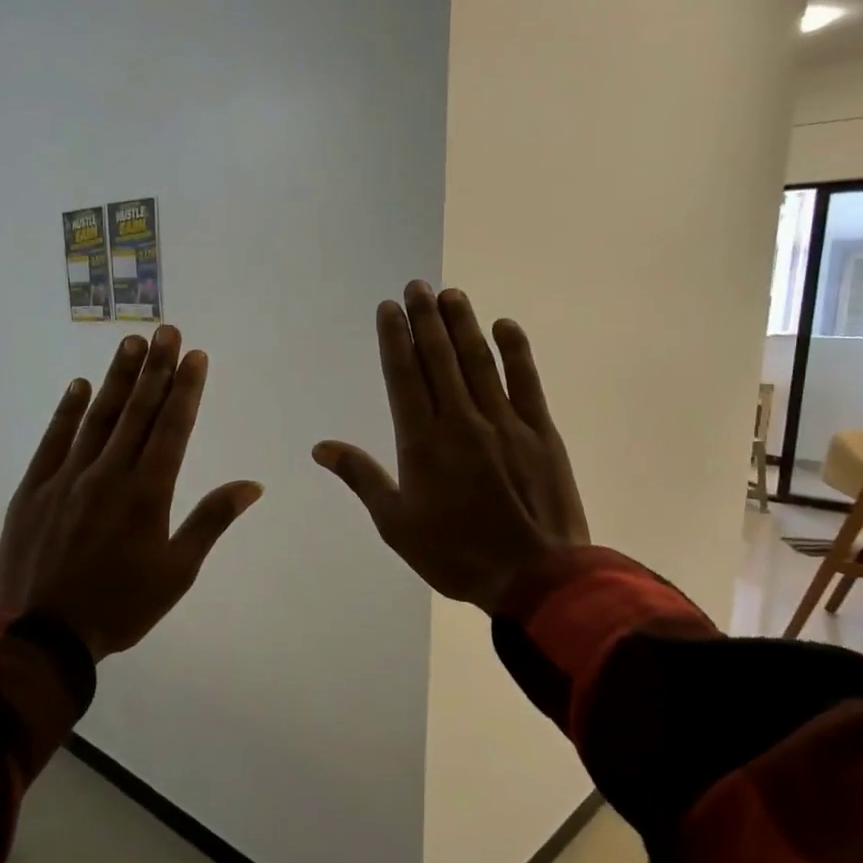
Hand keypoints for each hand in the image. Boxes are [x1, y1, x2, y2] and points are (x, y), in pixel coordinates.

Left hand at [0, 327, 263, 659]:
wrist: (41, 634)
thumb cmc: (120, 607)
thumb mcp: (177, 572)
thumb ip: (211, 521)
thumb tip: (252, 485)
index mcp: (147, 494)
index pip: (172, 428)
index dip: (186, 389)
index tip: (195, 355)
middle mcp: (109, 474)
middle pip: (137, 411)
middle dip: (156, 369)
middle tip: (167, 331)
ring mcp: (66, 478)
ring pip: (97, 417)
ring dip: (117, 379)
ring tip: (132, 344)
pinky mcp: (33, 489)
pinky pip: (53, 440)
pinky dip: (66, 411)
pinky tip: (78, 386)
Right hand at [314, 282, 587, 614]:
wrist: (535, 576)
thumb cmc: (457, 554)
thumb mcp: (397, 525)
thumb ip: (363, 479)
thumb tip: (322, 448)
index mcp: (422, 443)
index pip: (404, 376)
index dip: (396, 338)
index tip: (390, 308)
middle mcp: (460, 421)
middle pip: (439, 358)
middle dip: (426, 319)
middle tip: (417, 286)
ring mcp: (504, 422)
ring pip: (479, 361)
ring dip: (463, 324)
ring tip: (451, 294)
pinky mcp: (541, 431)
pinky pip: (526, 380)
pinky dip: (515, 350)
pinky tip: (504, 325)